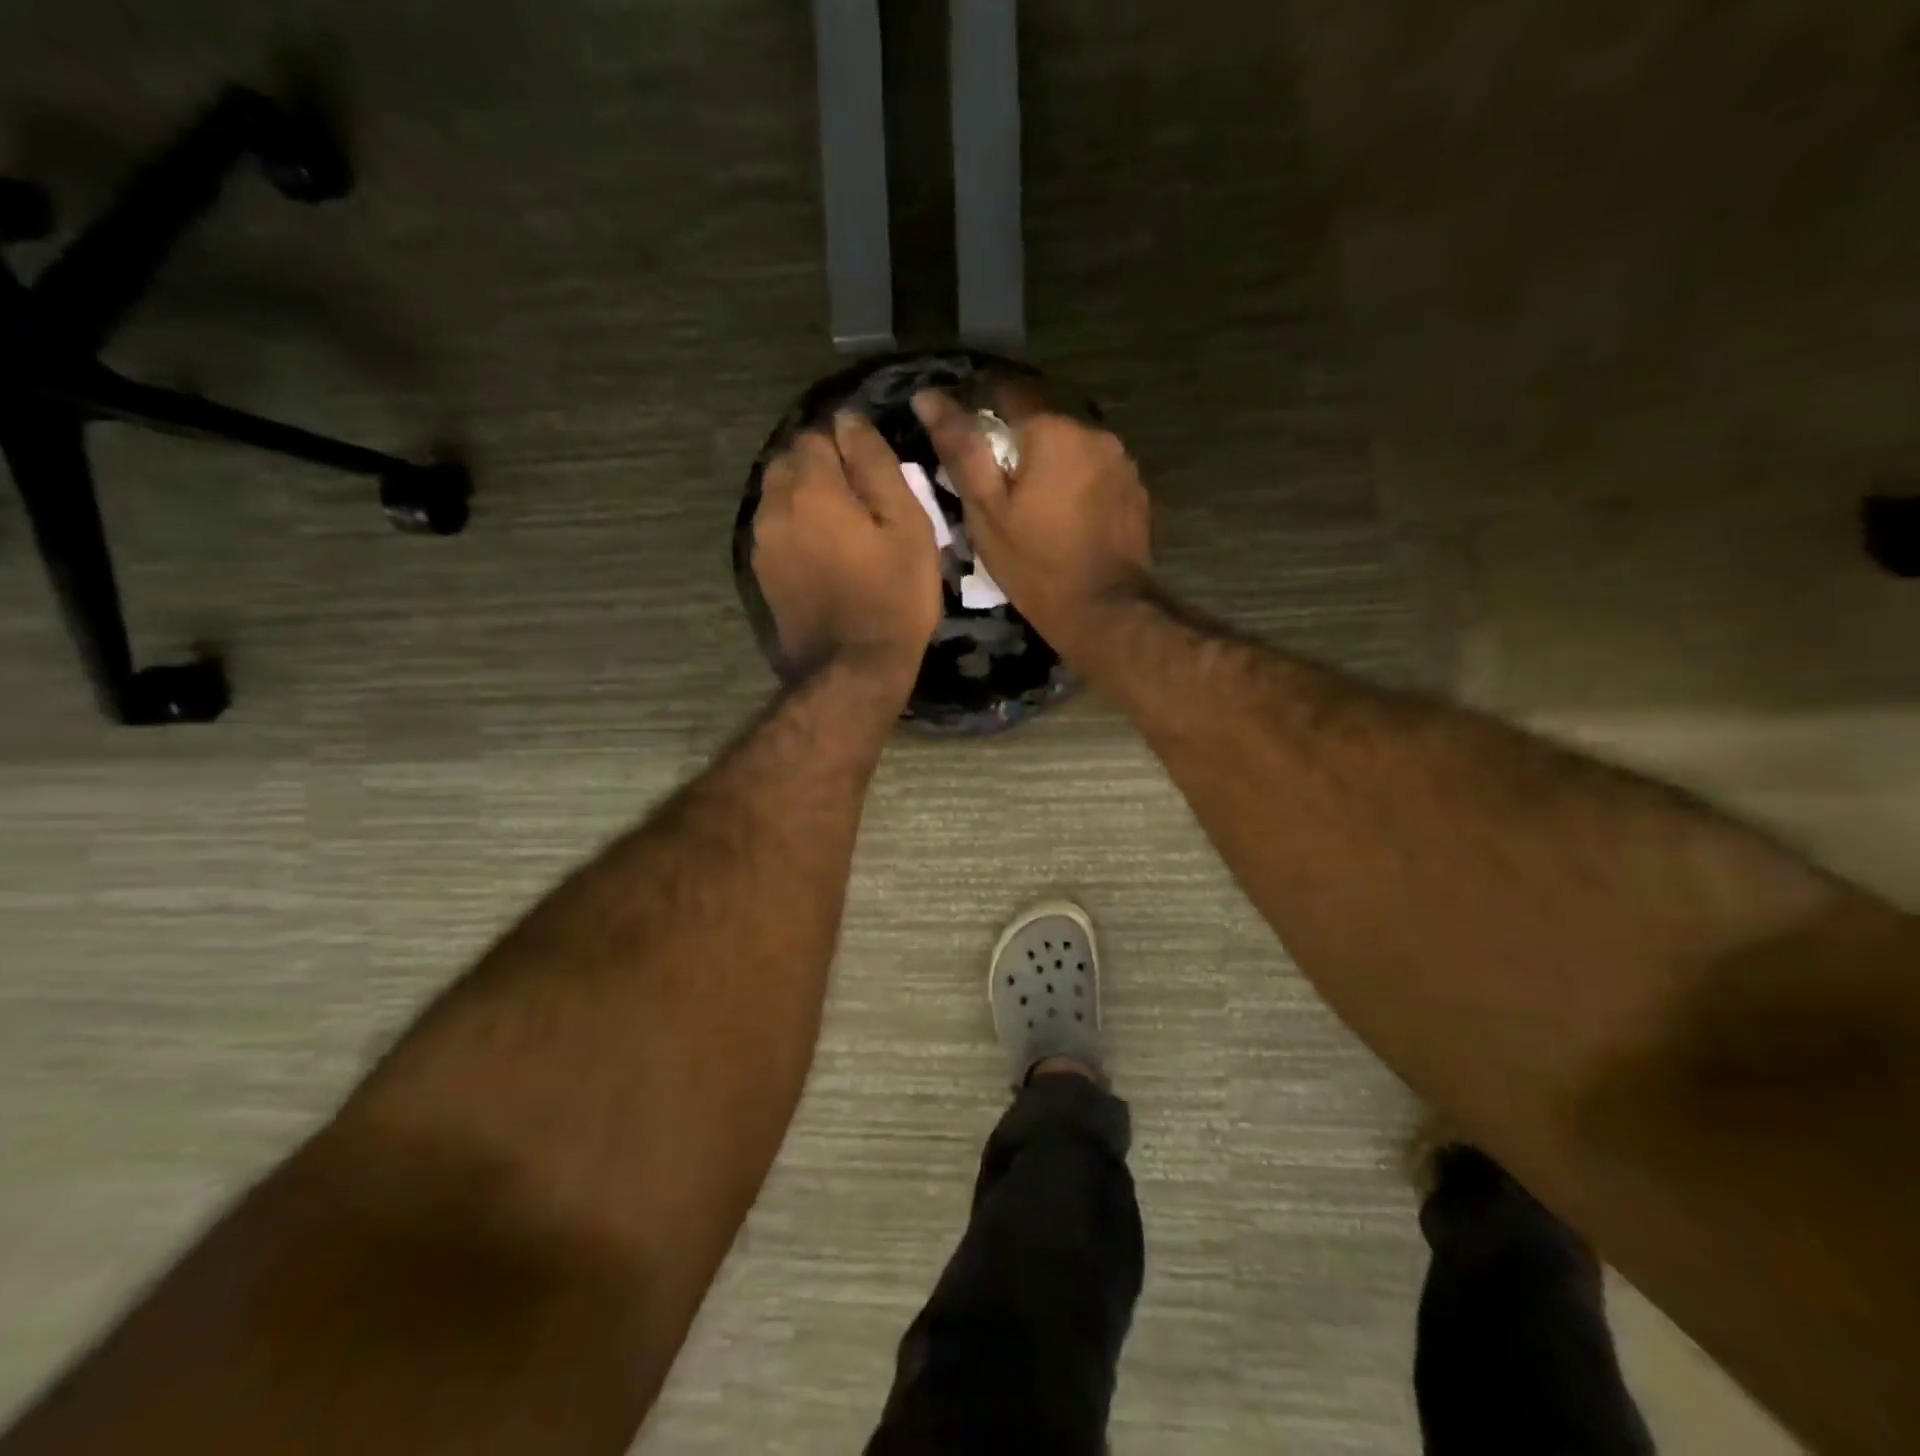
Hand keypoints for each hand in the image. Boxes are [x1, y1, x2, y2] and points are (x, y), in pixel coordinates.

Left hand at [752, 412, 941, 689]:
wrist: (853, 669)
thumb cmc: (892, 595)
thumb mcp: (906, 525)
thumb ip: (875, 464)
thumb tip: (849, 421)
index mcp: (810, 486)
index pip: (817, 435)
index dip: (848, 448)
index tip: (875, 476)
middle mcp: (774, 506)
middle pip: (789, 462)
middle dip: (821, 470)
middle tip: (861, 502)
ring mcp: (762, 543)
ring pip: (779, 497)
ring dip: (806, 500)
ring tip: (844, 530)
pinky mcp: (762, 573)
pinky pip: (776, 531)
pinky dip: (797, 530)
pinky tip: (825, 556)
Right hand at [914, 390, 1150, 659]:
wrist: (1103, 611)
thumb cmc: (1035, 564)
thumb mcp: (987, 512)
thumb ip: (961, 450)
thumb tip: (928, 398)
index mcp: (1052, 429)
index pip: (1007, 391)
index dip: (982, 410)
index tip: (968, 442)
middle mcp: (1094, 431)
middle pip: (1045, 419)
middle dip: (1019, 442)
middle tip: (999, 483)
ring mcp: (1122, 460)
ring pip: (1073, 445)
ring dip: (1052, 461)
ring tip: (1035, 502)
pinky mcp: (1136, 489)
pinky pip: (1097, 471)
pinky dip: (1078, 482)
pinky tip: (1068, 516)